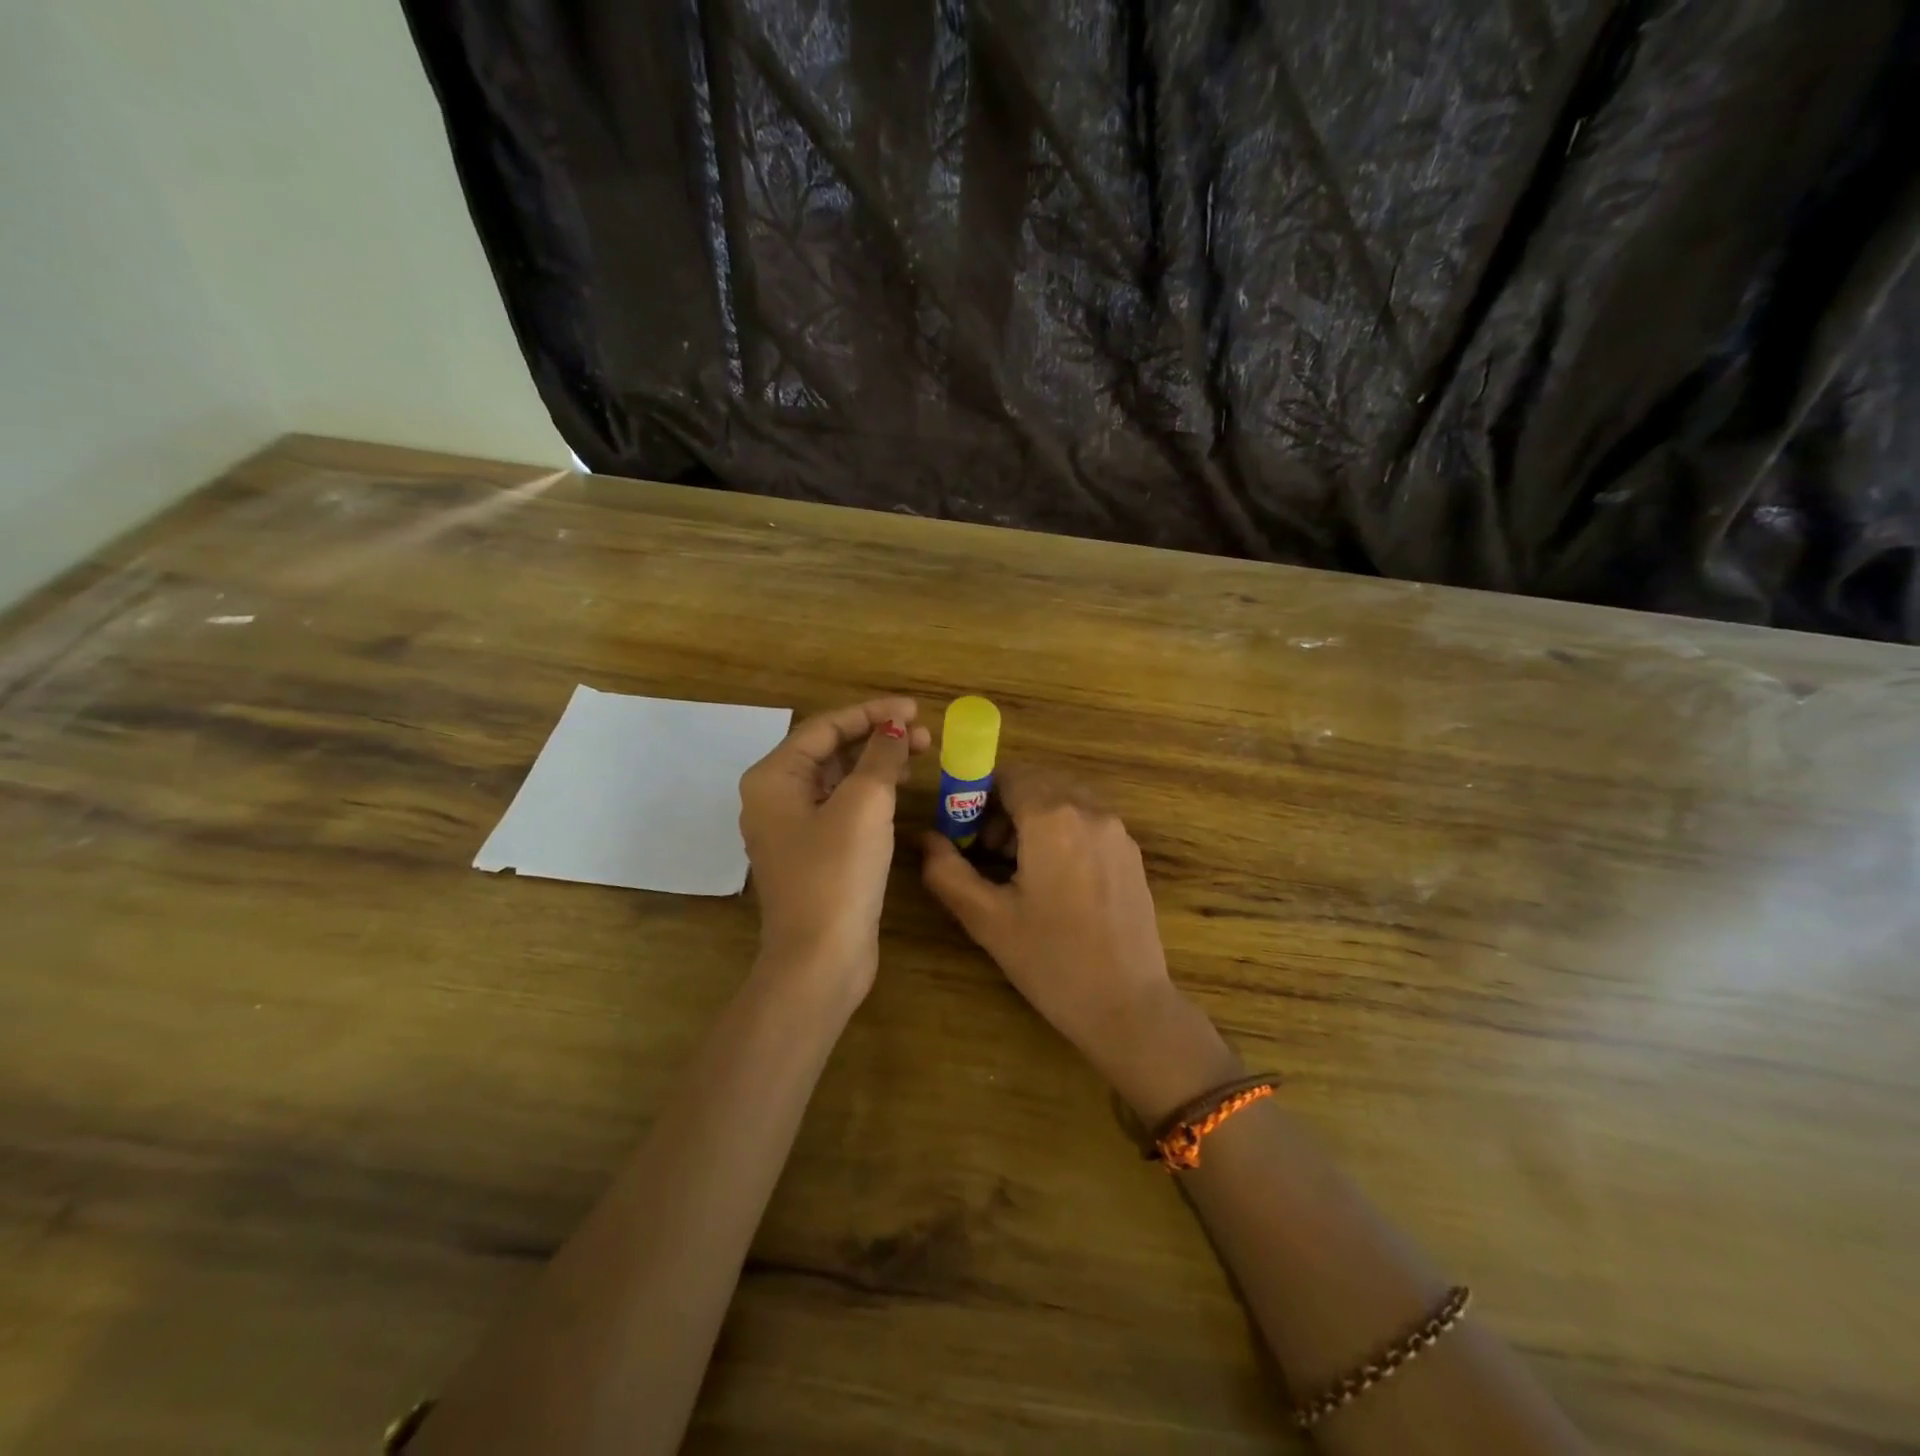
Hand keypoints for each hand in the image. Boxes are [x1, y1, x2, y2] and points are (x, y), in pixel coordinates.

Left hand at [738, 696, 931, 1000]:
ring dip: (877, 764)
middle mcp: (775, 798)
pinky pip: (843, 808)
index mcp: (773, 778)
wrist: (820, 959)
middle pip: (830, 751)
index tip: (914, 710)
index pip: (825, 727)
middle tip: (924, 735)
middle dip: (877, 737)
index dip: (872, 713)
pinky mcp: (814, 854)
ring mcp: (793, 829)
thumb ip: (881, 757)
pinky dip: (871, 794)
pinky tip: (900, 791)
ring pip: (839, 780)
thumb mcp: (864, 804)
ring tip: (920, 756)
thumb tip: (894, 728)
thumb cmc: (836, 873)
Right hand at [921, 765, 1188, 1076]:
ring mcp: (1117, 831)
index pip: (1008, 775)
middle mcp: (1090, 810)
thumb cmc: (1051, 961)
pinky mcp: (1132, 853)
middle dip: (1005, 808)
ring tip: (1017, 871)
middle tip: (986, 853)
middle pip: (1037, 784)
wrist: (1128, 1007)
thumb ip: (947, 871)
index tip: (964, 833)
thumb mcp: (987, 919)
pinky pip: (1088, 822)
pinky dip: (1063, 833)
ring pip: (1064, 801)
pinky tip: (1054, 883)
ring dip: (1034, 819)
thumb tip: (926, 838)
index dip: (978, 796)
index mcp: (1053, 818)